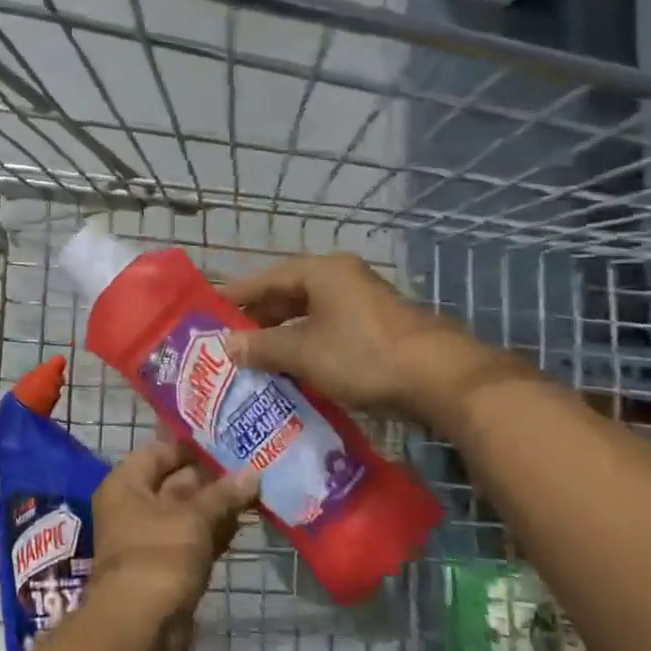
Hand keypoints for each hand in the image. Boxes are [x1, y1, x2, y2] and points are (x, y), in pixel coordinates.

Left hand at [91, 441, 257, 650]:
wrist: (140, 624)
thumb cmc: (160, 555)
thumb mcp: (194, 518)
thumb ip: (224, 494)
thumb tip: (254, 471)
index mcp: (127, 483)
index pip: (161, 451)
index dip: (193, 445)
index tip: (228, 438)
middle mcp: (134, 504)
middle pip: (176, 480)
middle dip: (213, 476)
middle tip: (252, 461)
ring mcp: (151, 536)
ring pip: (189, 511)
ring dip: (219, 503)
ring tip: (257, 487)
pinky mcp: (169, 563)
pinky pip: (194, 536)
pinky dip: (216, 529)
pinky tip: (246, 520)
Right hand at [222, 253, 513, 423]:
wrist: (440, 378)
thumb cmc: (362, 355)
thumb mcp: (303, 352)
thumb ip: (262, 347)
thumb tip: (226, 346)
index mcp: (321, 271)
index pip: (266, 278)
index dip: (236, 296)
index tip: (210, 312)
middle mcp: (341, 278)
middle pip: (288, 294)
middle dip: (259, 318)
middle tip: (229, 341)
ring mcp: (362, 301)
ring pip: (309, 314)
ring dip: (282, 335)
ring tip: (255, 357)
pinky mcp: (377, 326)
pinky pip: (328, 329)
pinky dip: (306, 344)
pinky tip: (292, 368)